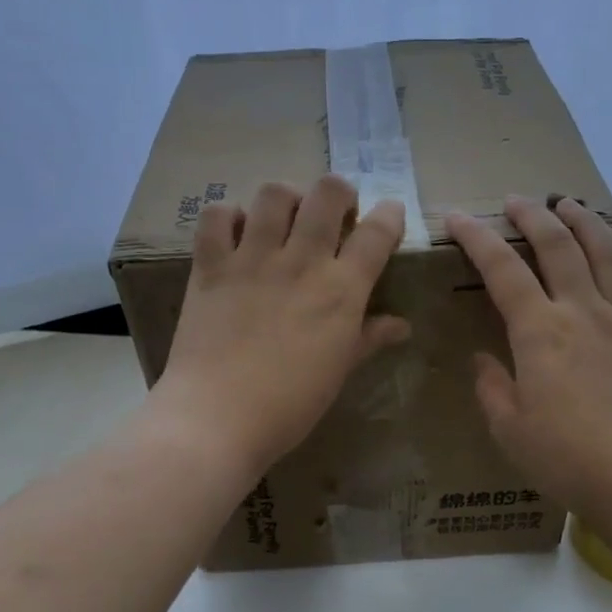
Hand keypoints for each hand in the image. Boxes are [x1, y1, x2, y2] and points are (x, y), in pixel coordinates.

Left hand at [157, 176, 408, 474]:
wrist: (217, 418)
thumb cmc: (289, 405)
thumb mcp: (338, 372)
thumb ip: (368, 339)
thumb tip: (401, 325)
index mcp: (341, 291)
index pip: (377, 233)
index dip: (389, 215)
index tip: (389, 216)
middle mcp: (301, 262)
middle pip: (328, 194)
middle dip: (339, 193)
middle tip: (334, 215)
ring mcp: (252, 259)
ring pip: (275, 193)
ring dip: (287, 198)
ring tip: (285, 218)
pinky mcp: (210, 266)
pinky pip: (217, 217)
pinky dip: (229, 216)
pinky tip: (236, 233)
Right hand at [446, 196, 611, 525]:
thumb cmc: (568, 458)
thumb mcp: (509, 429)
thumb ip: (492, 387)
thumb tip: (484, 359)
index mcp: (541, 332)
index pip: (503, 270)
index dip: (478, 238)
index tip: (459, 218)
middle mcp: (583, 311)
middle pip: (558, 245)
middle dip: (533, 215)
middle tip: (516, 201)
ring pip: (606, 252)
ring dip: (584, 221)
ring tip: (569, 203)